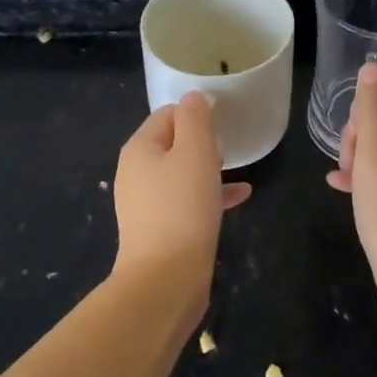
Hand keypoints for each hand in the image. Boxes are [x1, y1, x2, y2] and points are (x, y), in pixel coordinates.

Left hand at [112, 94, 251, 293]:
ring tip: (236, 168)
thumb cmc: (182, 207)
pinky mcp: (159, 229)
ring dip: (208, 168)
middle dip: (201, 141)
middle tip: (229, 144)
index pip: (167, 114)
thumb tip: (194, 97)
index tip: (223, 119)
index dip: (195, 112)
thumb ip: (195, 119)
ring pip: (181, 173)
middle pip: (172, 143)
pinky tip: (240, 197)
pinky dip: (209, 195)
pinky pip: (187, 201)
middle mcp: (136, 173)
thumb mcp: (195, 152)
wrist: (165, 280)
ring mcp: (146, 204)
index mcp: (139, 149)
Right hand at [327, 63, 376, 308]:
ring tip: (343, 179)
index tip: (353, 136)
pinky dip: (368, 177)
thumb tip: (374, 67)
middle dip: (362, 132)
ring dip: (361, 156)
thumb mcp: (375, 154)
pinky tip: (342, 189)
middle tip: (348, 163)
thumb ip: (372, 108)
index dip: (368, 106)